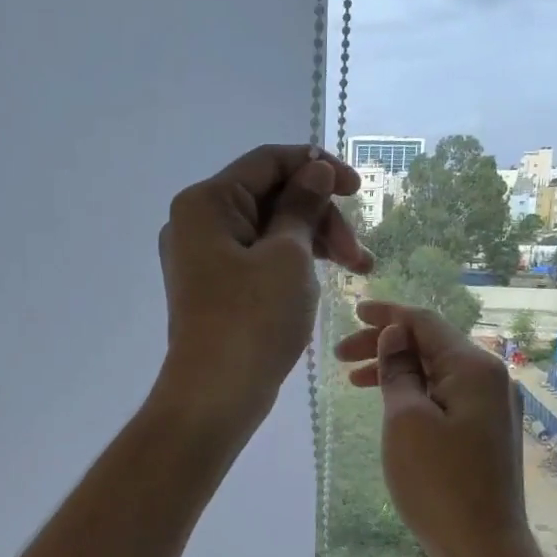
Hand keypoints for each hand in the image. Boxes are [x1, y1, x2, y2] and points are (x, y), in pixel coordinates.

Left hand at [153, 144, 372, 439]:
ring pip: (269, 231)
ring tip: (357, 271)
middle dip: (321, 218)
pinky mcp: (214, 288)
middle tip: (359, 257)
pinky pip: (258, 259)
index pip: (268, 161)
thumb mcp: (288, 255)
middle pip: (271, 197)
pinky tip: (321, 280)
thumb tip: (314, 171)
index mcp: (206, 202)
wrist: (215, 394)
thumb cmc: (253, 320)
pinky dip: (291, 264)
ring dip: (314, 243)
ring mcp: (202, 258)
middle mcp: (197, 223)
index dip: (318, 168)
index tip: (358, 190)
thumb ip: (303, 206)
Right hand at [336, 301, 541, 556]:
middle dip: (386, 344)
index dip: (387, 315)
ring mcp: (493, 406)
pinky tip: (392, 402)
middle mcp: (491, 378)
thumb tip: (396, 335)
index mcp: (475, 367)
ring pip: (438, 371)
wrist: (484, 548)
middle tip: (339, 357)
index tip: (352, 313)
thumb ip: (399, 371)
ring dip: (397, 369)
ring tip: (354, 380)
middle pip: (432, 344)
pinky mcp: (487, 431)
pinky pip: (447, 395)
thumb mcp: (406, 421)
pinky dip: (415, 391)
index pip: (425, 322)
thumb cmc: (438, 484)